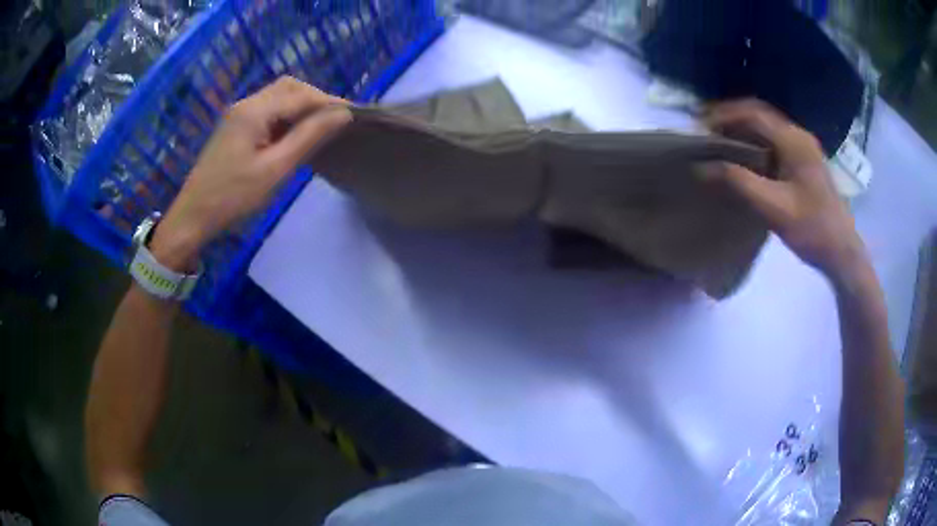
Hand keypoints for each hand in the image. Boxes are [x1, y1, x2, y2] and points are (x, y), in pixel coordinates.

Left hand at [150, 76, 351, 269]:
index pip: (301, 95)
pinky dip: (287, 115)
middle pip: (289, 87)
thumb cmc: (233, 197)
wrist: (193, 217)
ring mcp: (238, 114)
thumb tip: (343, 114)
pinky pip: (268, 110)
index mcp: (255, 111)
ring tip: (320, 128)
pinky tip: (294, 134)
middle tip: (336, 122)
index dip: (330, 102)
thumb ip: (309, 137)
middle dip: (316, 99)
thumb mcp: (275, 169)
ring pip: (278, 97)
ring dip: (301, 106)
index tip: (355, 116)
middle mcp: (247, 103)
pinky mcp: (235, 126)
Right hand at [703, 99, 866, 280]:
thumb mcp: (774, 208)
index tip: (699, 126)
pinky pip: (773, 142)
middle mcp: (798, 136)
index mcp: (793, 140)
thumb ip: (739, 183)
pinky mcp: (804, 161)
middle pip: (759, 115)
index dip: (724, 115)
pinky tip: (743, 157)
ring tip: (718, 142)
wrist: (842, 252)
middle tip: (705, 131)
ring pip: (766, 127)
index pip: (753, 113)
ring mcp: (803, 148)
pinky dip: (754, 142)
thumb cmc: (812, 229)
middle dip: (730, 118)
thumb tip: (702, 167)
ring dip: (741, 129)